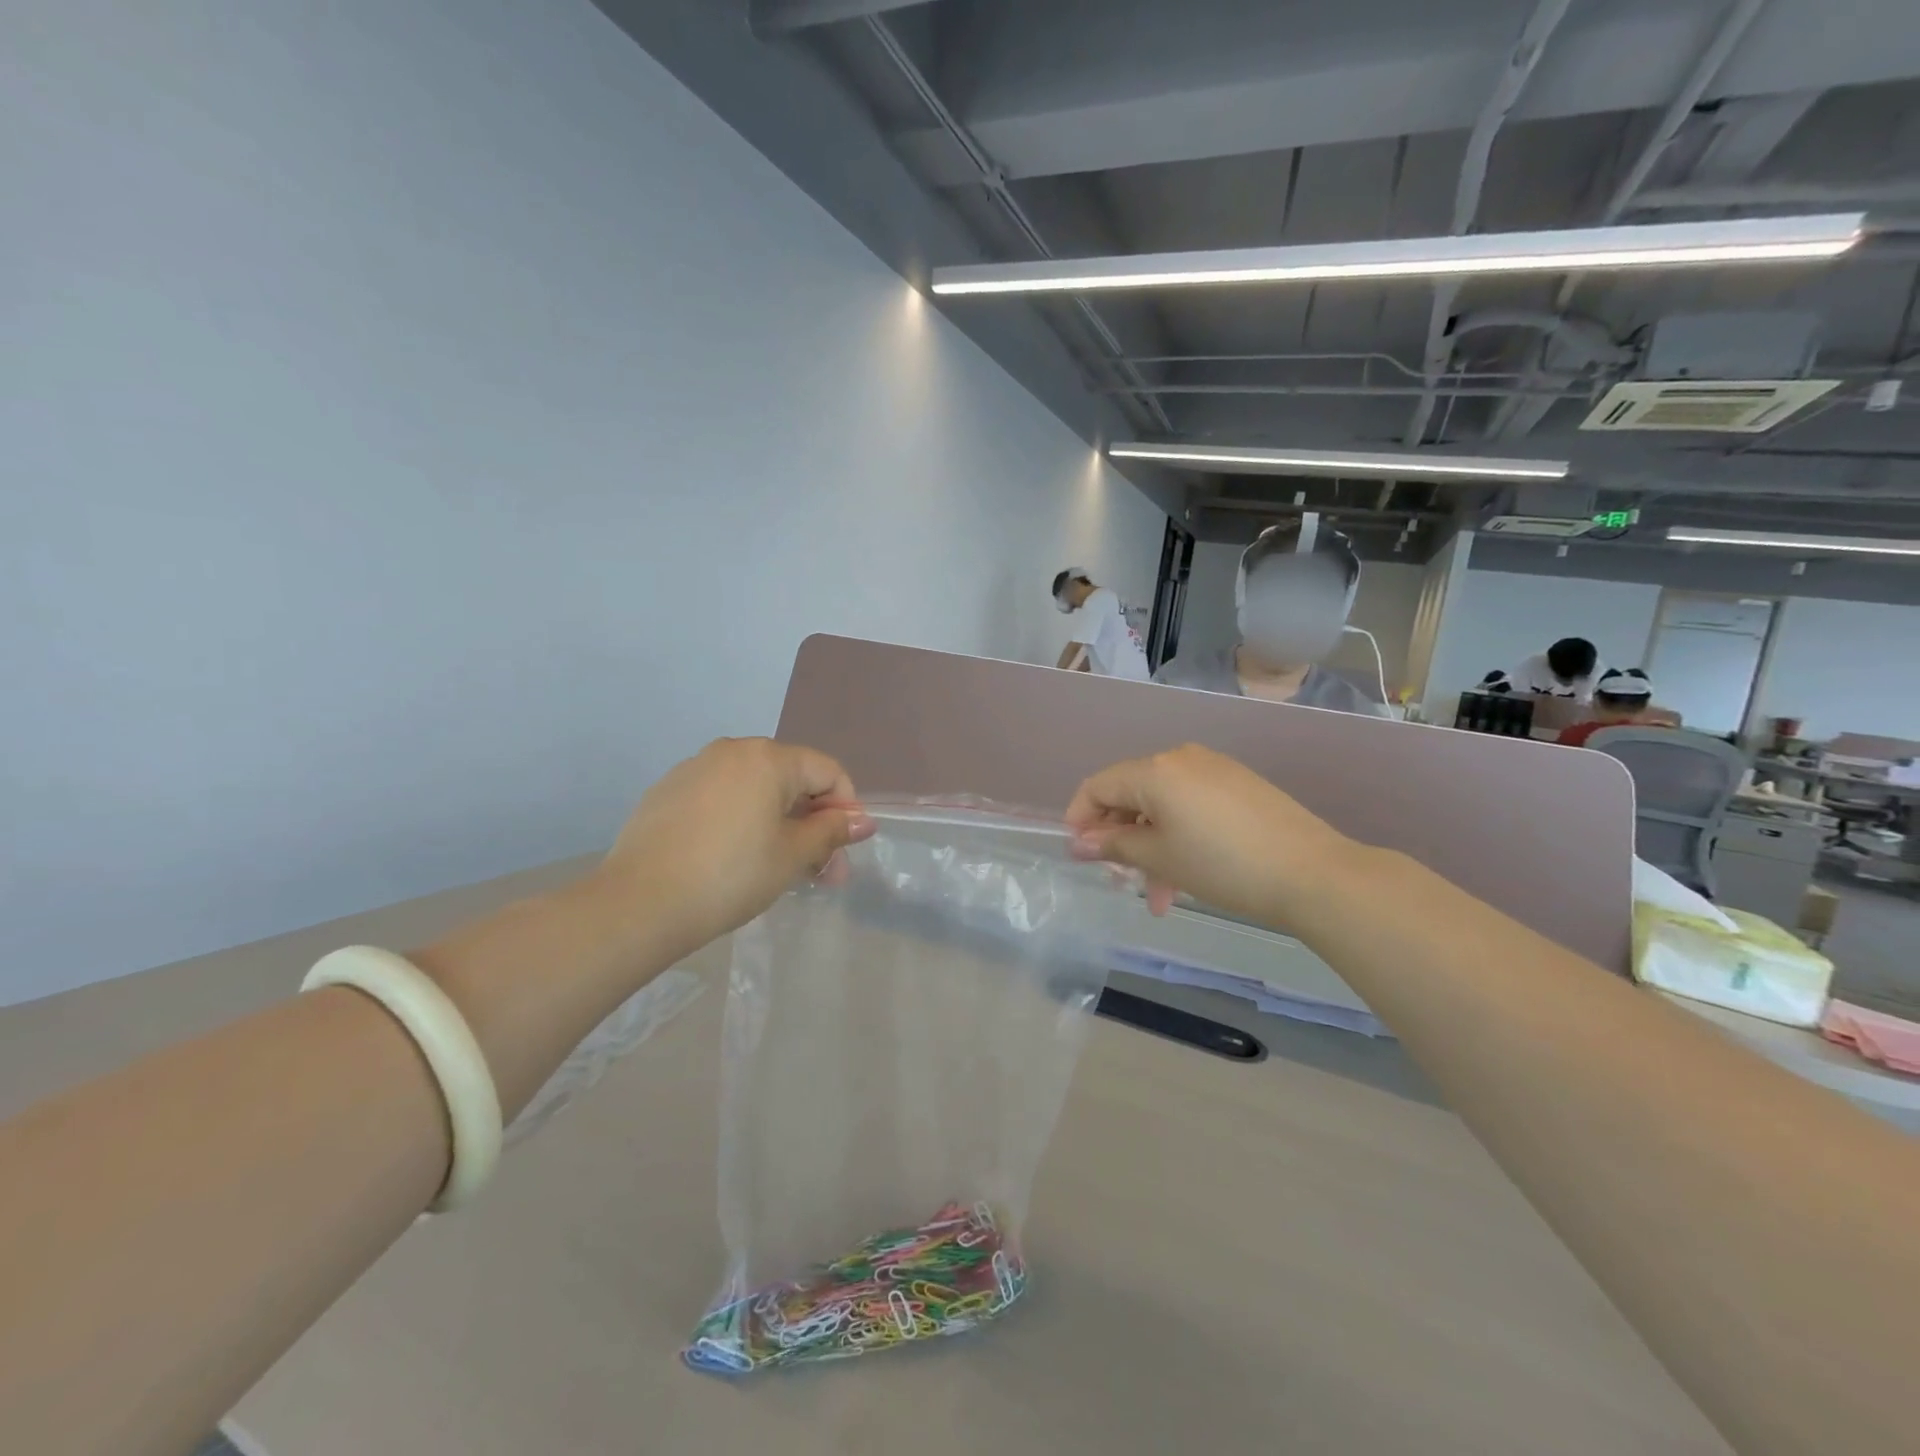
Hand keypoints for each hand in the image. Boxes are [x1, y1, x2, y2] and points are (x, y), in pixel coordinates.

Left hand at [596, 738, 874, 958]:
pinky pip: (721, 798)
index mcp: (768, 758)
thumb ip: (831, 832)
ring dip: (779, 823)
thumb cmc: (730, 876)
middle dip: (813, 822)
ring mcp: (695, 768)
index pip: (828, 771)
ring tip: (780, 869)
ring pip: (755, 789)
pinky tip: (734, 859)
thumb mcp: (791, 856)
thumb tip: (864, 820)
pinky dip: (741, 821)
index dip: (846, 809)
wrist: (639, 904)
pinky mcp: (667, 792)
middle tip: (820, 872)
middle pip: (792, 779)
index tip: (844, 851)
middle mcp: (732, 750)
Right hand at [1065, 744, 1355, 920]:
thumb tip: (1078, 842)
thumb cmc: (1222, 865)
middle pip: (1131, 795)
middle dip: (1121, 840)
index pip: (1098, 786)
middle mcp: (1180, 758)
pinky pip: (1192, 805)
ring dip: (1152, 847)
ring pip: (1163, 805)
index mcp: (1155, 770)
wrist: (1312, 873)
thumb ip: (1113, 845)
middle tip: (1122, 882)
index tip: (1080, 855)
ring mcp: (1214, 768)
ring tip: (1161, 897)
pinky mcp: (1240, 784)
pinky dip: (1179, 835)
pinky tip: (1189, 873)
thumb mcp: (1159, 857)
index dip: (1080, 818)